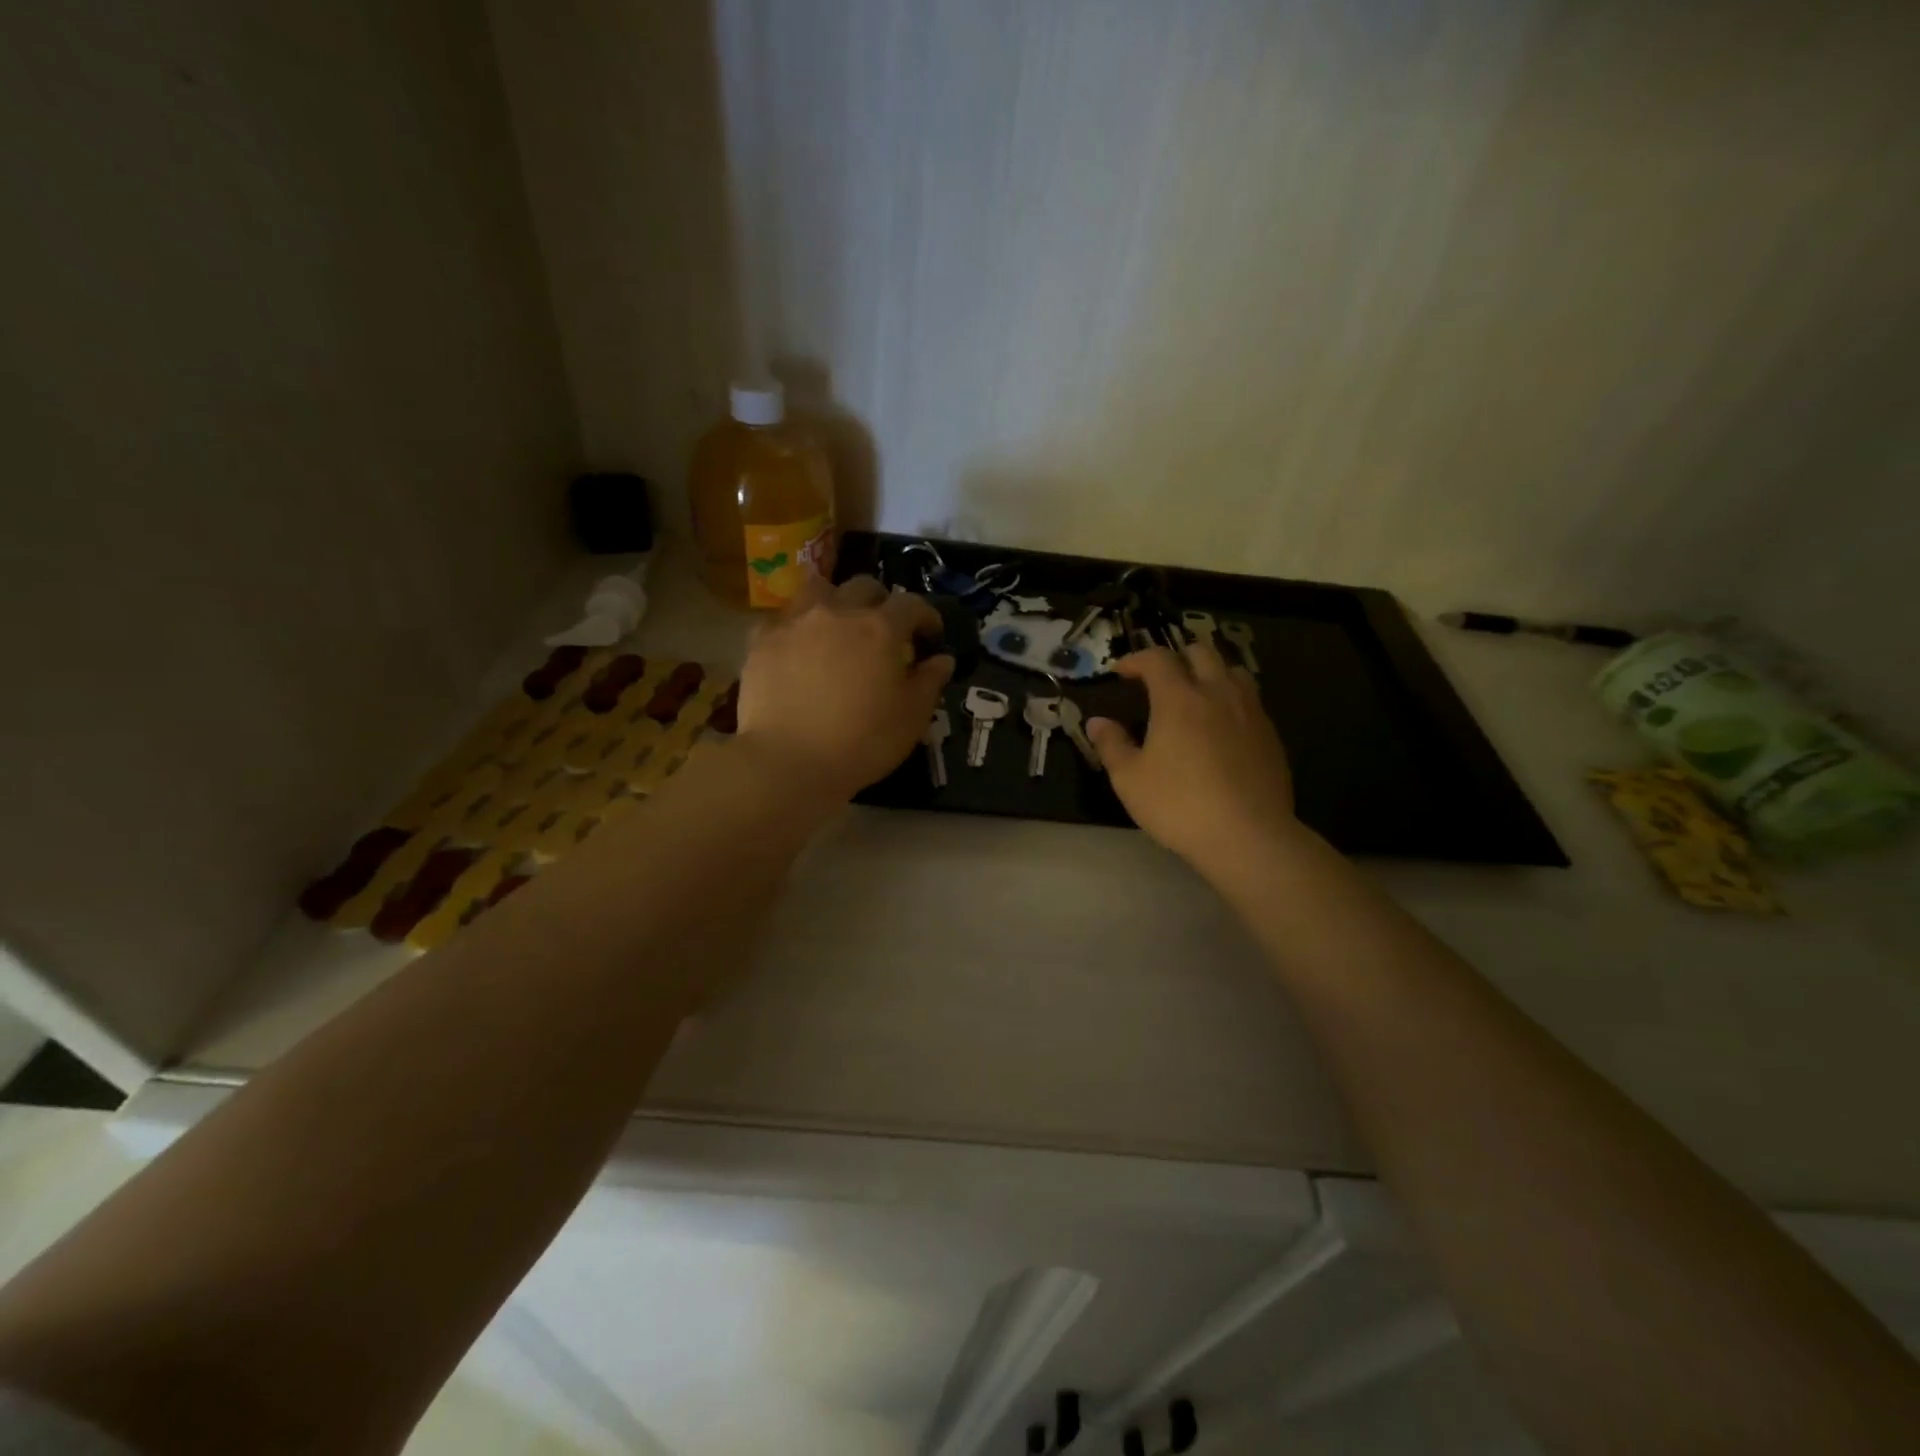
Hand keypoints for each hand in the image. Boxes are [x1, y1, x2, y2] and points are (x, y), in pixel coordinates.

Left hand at [734, 575, 953, 801]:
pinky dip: (796, 626)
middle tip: (883, 628)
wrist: (787, 761)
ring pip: (818, 589)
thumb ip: (929, 682)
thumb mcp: (911, 718)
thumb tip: (942, 659)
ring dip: (835, 600)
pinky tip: (797, 646)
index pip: (912, 604)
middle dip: (880, 602)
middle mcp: (838, 612)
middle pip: (863, 586)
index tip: (931, 635)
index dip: (926, 616)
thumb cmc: (861, 742)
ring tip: (837, 624)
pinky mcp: (761, 640)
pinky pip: (782, 618)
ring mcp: (795, 622)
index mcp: (880, 628)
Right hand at [1086, 644, 1300, 872]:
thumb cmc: (1179, 805)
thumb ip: (1111, 745)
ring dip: (1210, 672)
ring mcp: (1250, 712)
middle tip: (1158, 678)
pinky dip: (1230, 698)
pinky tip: (1222, 726)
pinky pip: (1250, 699)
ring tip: (1196, 693)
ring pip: (1232, 670)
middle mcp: (1218, 693)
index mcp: (1179, 698)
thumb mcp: (1129, 779)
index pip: (1157, 658)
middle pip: (1200, 652)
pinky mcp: (1270, 734)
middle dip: (1175, 657)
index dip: (1136, 659)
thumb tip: (1097, 722)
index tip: (1121, 672)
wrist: (1247, 836)